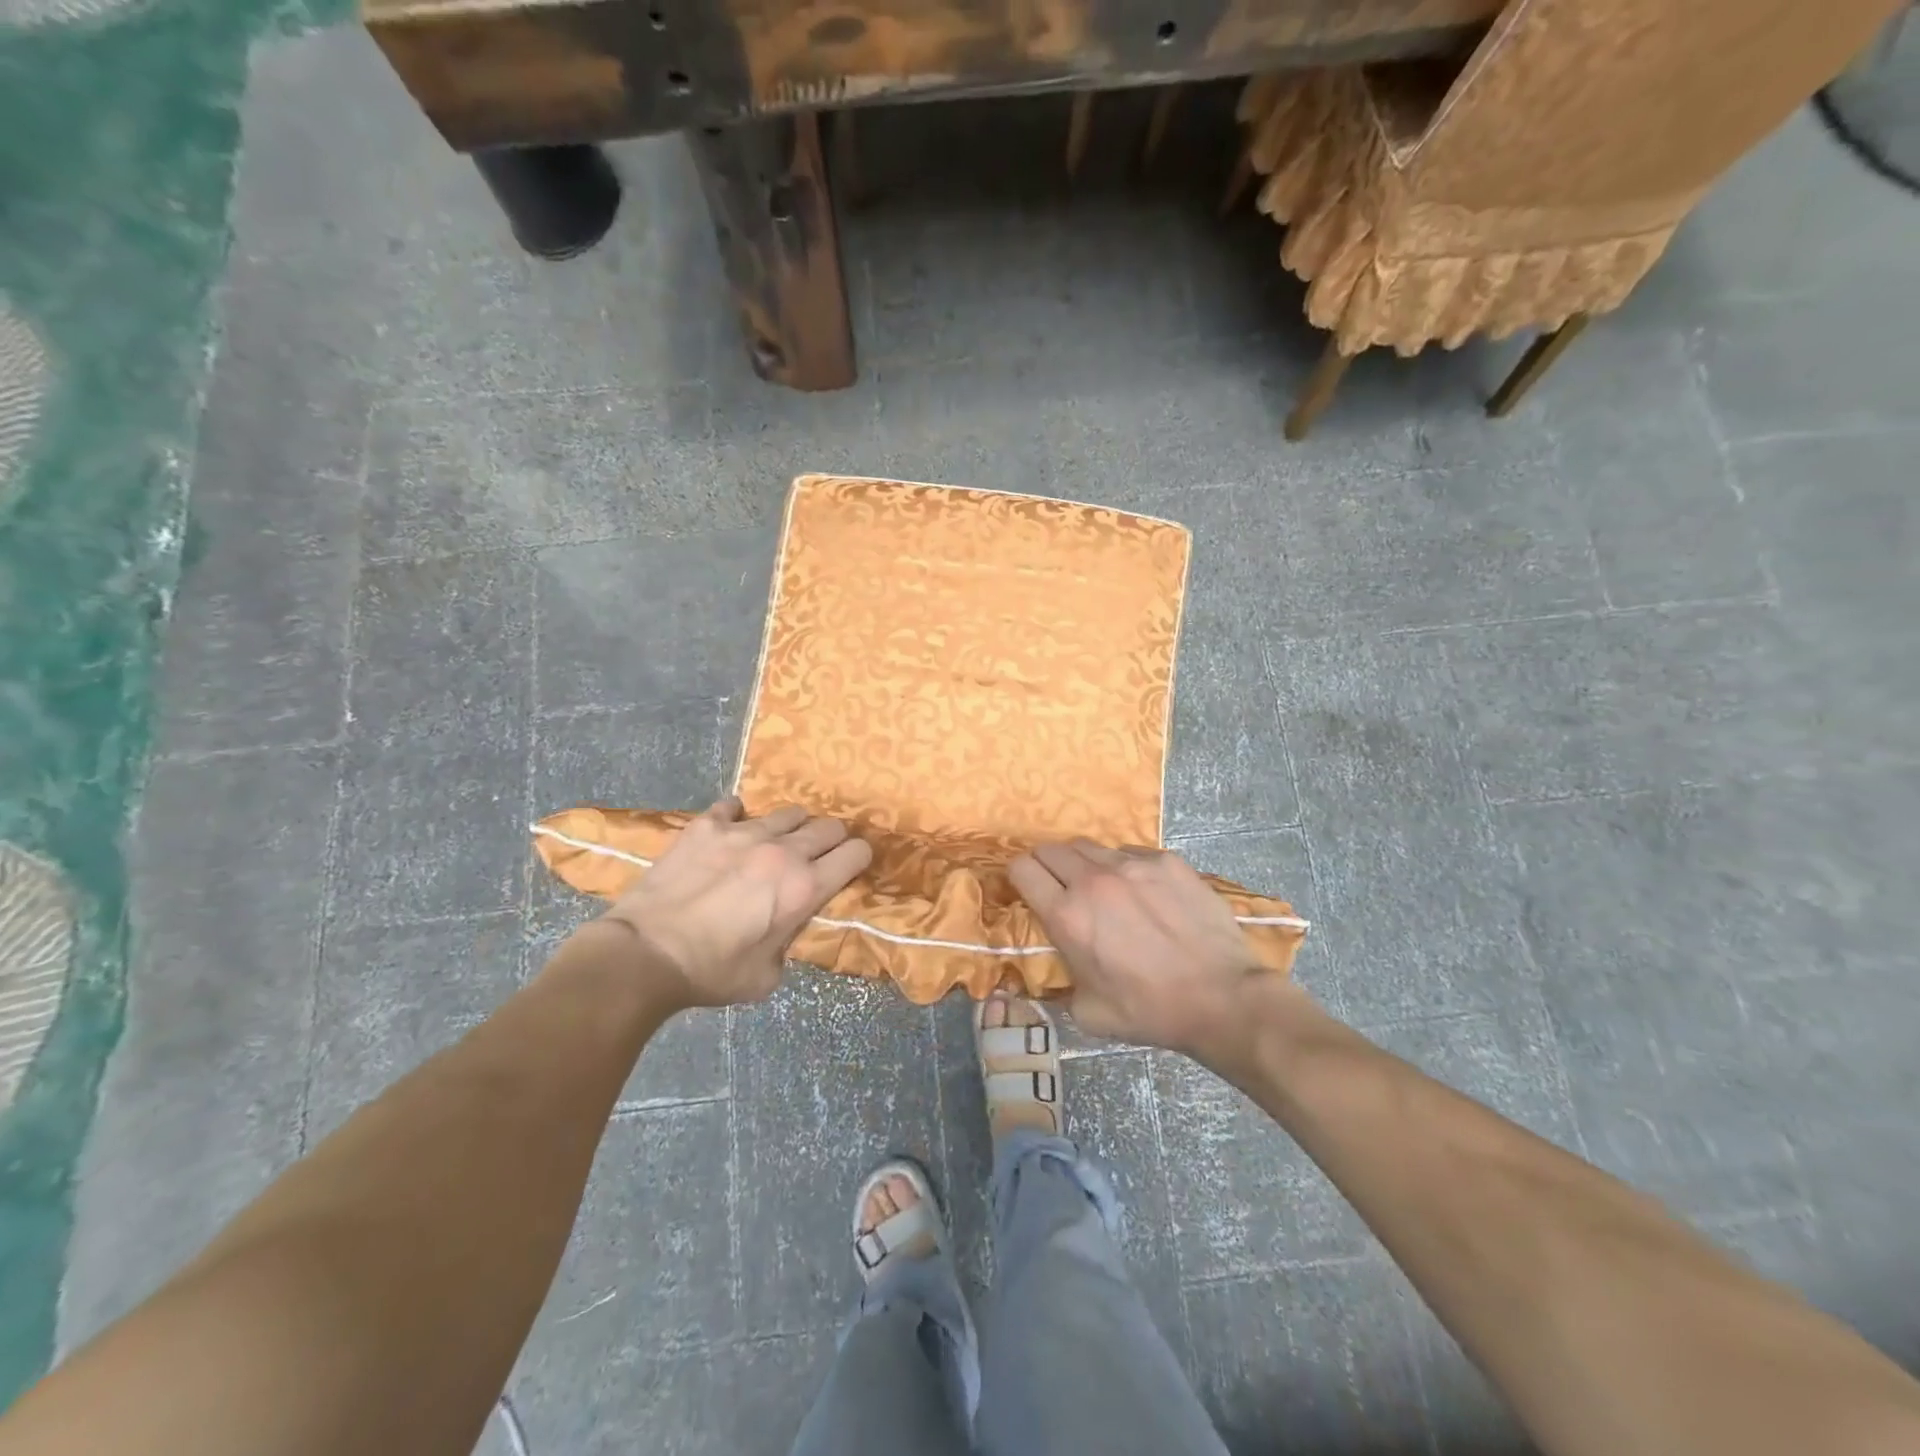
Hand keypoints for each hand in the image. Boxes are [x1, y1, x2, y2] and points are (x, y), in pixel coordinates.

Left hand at [598, 798, 871, 1009]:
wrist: (644, 954)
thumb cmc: (711, 973)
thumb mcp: (766, 976)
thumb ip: (789, 943)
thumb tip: (786, 928)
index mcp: (805, 888)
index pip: (856, 854)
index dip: (859, 859)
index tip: (852, 866)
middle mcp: (783, 851)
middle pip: (828, 826)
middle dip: (832, 840)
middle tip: (819, 856)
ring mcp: (743, 832)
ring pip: (788, 812)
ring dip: (791, 828)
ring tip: (776, 842)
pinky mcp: (706, 826)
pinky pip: (734, 806)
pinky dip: (738, 817)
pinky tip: (731, 830)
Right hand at [1009, 839, 1283, 1056]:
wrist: (1222, 998)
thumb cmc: (1150, 1011)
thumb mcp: (1087, 1013)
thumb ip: (1059, 983)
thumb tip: (1049, 971)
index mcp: (1067, 916)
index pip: (1022, 869)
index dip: (1018, 878)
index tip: (1027, 890)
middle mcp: (1093, 880)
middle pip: (1050, 849)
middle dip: (1046, 865)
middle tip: (1058, 887)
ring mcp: (1133, 865)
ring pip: (1089, 846)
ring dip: (1083, 864)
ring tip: (1100, 888)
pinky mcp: (1166, 861)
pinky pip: (1130, 853)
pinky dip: (1124, 867)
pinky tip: (1141, 892)